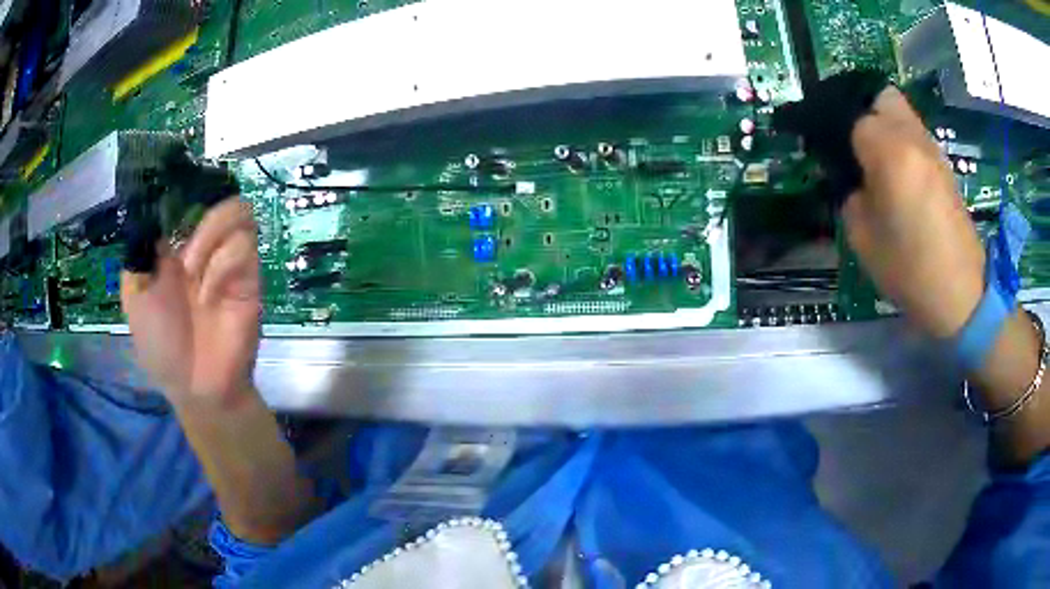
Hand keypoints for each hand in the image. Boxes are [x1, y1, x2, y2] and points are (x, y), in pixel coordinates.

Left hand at [121, 199, 260, 407]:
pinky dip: (224, 263)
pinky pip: (244, 246)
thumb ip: (140, 254)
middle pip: (217, 194)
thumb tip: (155, 214)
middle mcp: (203, 245)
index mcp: (175, 246)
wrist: (196, 386)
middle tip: (183, 248)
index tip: (173, 188)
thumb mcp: (134, 297)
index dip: (183, 188)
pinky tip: (210, 293)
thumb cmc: (160, 345)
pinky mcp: (250, 278)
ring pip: (237, 211)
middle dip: (199, 212)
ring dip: (211, 234)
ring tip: (194, 270)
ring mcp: (228, 260)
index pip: (186, 198)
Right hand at [843, 87, 985, 338]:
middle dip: (866, 114)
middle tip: (860, 149)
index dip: (840, 139)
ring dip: (888, 129)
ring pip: (903, 115)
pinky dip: (906, 146)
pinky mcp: (946, 168)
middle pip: (883, 97)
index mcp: (889, 152)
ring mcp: (934, 151)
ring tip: (882, 164)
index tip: (835, 161)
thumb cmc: (910, 270)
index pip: (853, 120)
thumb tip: (853, 180)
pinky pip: (919, 138)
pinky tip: (904, 179)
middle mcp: (913, 139)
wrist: (961, 295)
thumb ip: (851, 197)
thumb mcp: (863, 239)